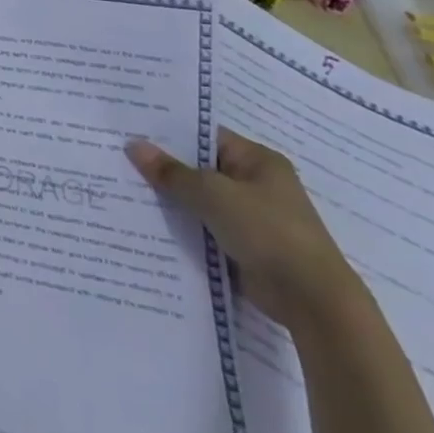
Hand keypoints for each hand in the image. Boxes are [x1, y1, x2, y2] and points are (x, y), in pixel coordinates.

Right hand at [126, 129, 363, 331]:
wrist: (312, 300)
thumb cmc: (267, 231)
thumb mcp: (212, 194)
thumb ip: (171, 172)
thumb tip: (133, 145)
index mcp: (257, 160)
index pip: (206, 137)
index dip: (170, 134)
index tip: (132, 132)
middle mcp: (256, 184)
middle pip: (201, 169)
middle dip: (165, 169)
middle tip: (120, 160)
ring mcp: (252, 218)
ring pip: (200, 201)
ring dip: (172, 201)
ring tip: (125, 190)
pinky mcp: (245, 247)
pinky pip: (206, 229)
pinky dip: (184, 228)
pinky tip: (149, 225)